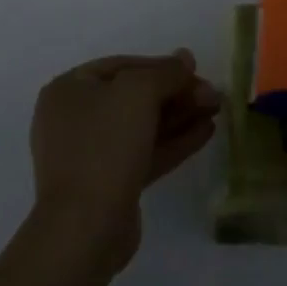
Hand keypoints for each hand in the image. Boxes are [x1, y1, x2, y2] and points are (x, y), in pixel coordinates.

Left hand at [28, 50, 221, 273]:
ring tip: (216, 110)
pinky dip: (174, 141)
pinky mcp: (110, 184)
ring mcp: (92, 153)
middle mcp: (76, 117)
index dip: (162, 66)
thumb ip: (166, 72)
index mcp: (70, 88)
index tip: (195, 70)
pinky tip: (206, 132)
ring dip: (180, 116)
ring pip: (143, 126)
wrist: (85, 227)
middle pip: (135, 96)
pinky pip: (145, 153)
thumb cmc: (105, 144)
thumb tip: (185, 57)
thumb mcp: (139, 92)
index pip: (123, 66)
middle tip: (212, 95)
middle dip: (176, 93)